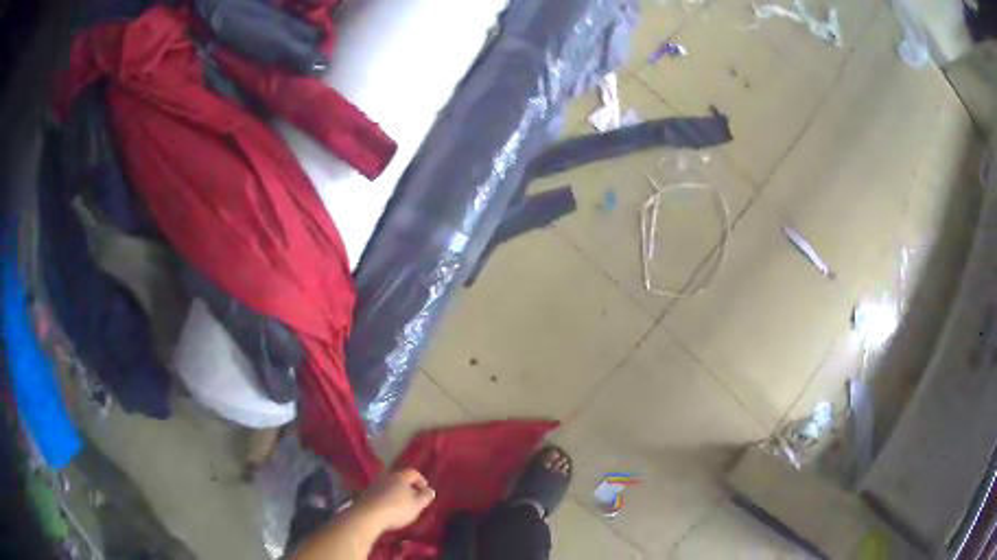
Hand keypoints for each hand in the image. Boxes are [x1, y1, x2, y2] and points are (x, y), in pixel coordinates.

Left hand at [352, 469, 435, 532]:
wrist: (367, 515)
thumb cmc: (396, 509)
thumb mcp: (417, 506)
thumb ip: (425, 497)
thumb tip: (430, 490)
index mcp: (401, 477)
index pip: (413, 473)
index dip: (421, 481)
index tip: (425, 492)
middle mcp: (387, 476)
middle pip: (400, 478)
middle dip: (408, 487)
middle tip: (414, 499)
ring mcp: (374, 484)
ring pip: (389, 485)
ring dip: (396, 493)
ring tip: (401, 505)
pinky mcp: (366, 493)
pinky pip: (380, 492)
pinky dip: (386, 497)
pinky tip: (388, 508)